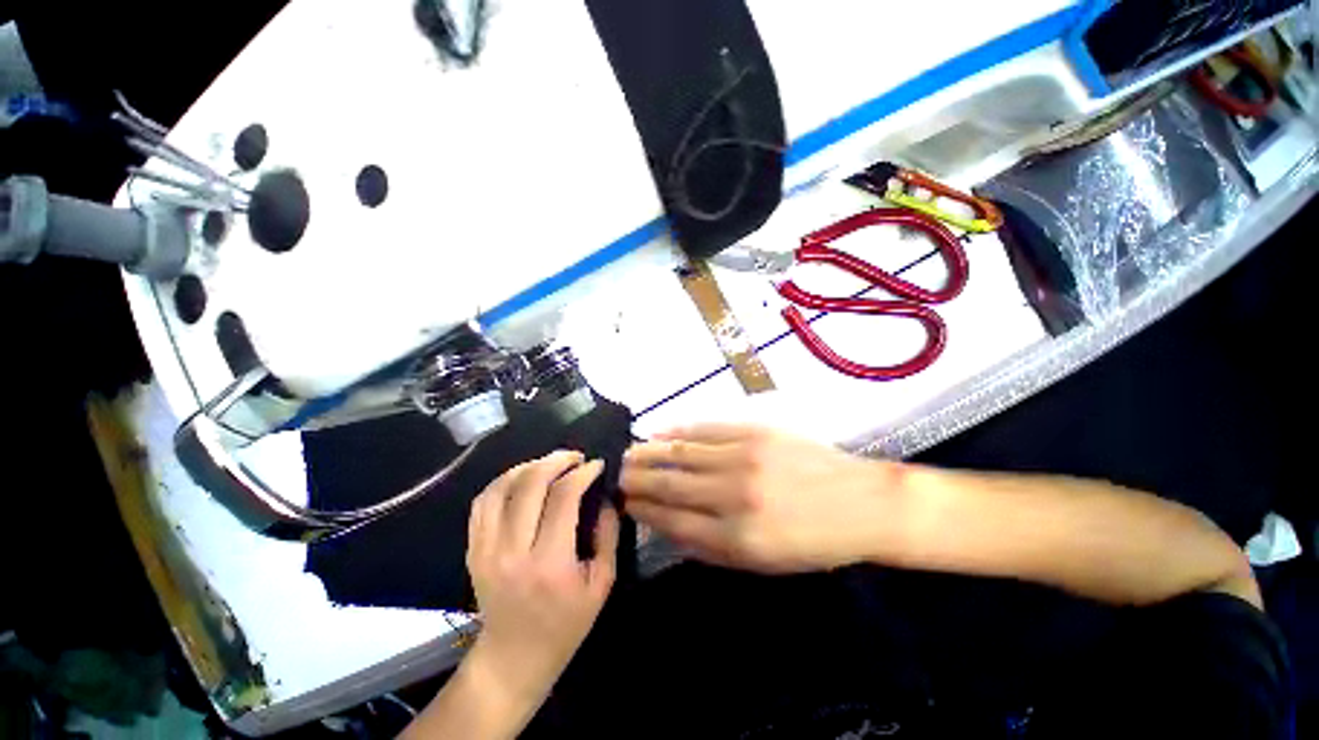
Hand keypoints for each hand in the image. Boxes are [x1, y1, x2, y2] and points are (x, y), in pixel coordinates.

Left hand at [465, 451, 619, 710]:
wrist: (513, 658)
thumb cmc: (565, 625)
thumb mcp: (602, 584)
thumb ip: (608, 535)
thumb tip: (605, 497)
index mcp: (549, 563)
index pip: (564, 497)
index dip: (583, 473)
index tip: (597, 464)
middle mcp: (512, 551)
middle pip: (531, 484)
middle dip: (557, 460)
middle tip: (575, 456)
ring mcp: (486, 550)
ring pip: (502, 487)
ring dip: (529, 466)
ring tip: (550, 463)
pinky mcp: (472, 550)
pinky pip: (482, 502)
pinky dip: (503, 481)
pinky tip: (522, 478)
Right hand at [622, 425, 907, 572]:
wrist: (860, 504)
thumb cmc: (812, 542)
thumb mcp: (763, 563)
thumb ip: (712, 547)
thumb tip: (669, 527)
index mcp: (736, 538)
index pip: (672, 521)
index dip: (644, 510)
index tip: (625, 502)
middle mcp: (733, 496)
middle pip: (671, 485)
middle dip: (638, 479)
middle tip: (617, 474)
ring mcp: (743, 458)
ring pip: (682, 453)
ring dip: (650, 452)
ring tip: (630, 451)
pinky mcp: (754, 432)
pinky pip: (706, 429)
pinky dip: (679, 430)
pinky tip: (661, 431)